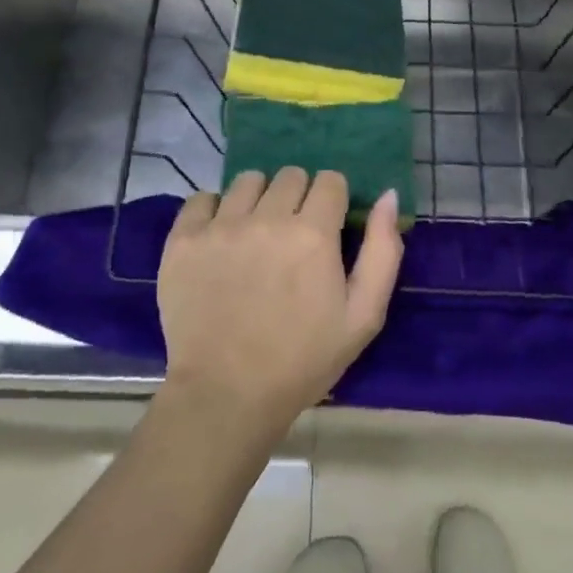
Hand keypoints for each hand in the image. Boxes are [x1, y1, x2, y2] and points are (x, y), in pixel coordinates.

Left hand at [157, 168, 402, 438]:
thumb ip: (383, 250)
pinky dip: (213, 211)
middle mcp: (267, 218)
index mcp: (313, 233)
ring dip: (258, 199)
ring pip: (248, 181)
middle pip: (290, 175)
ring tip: (255, 233)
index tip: (327, 227)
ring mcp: (221, 227)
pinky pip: (202, 199)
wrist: (226, 397)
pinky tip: (219, 238)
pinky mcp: (183, 240)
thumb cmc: (302, 360)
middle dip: (298, 197)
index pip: (330, 180)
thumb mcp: (363, 316)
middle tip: (292, 235)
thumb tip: (389, 195)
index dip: (333, 201)